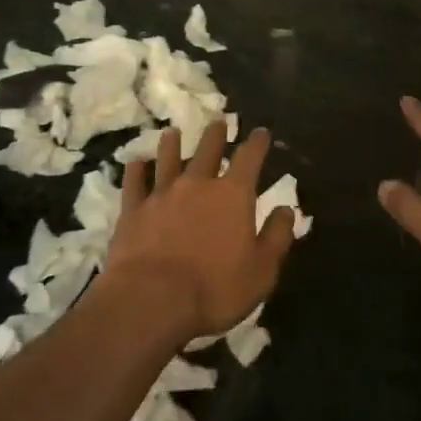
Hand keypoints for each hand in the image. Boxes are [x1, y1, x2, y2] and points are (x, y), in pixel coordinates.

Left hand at [107, 119, 296, 340]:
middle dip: (216, 135)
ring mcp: (161, 194)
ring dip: (172, 144)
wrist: (152, 298)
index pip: (249, 158)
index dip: (257, 143)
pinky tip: (135, 163)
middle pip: (207, 150)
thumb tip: (287, 209)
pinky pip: (134, 183)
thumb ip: (277, 237)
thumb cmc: (214, 288)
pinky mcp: (133, 210)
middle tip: (218, 122)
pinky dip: (135, 171)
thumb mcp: (261, 271)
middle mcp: (197, 184)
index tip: (261, 132)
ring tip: (173, 132)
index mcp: (232, 195)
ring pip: (168, 159)